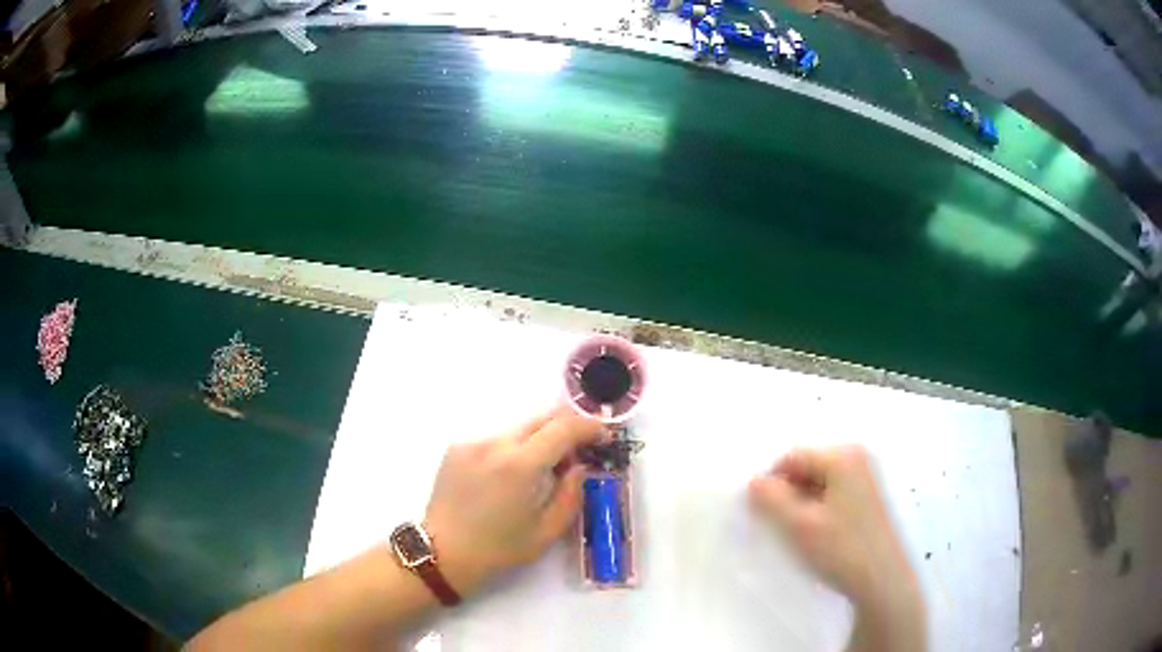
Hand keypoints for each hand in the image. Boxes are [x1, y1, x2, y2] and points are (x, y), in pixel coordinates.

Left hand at [423, 408, 605, 595]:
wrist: (443, 554)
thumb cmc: (499, 550)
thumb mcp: (547, 532)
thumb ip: (571, 494)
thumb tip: (578, 467)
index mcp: (521, 465)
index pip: (564, 428)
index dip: (589, 427)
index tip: (604, 437)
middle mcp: (495, 444)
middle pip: (541, 420)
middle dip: (566, 428)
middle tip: (579, 450)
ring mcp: (472, 443)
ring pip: (517, 430)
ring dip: (537, 442)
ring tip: (542, 471)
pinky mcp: (456, 449)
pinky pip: (495, 441)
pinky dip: (511, 451)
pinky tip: (507, 479)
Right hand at [749, 446, 924, 650]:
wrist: (882, 580)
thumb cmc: (842, 549)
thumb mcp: (799, 525)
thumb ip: (771, 499)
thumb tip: (753, 481)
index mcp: (843, 456)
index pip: (792, 458)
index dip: (773, 484)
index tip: (765, 515)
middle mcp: (857, 457)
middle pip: (806, 467)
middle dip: (789, 494)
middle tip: (784, 527)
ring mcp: (866, 476)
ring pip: (818, 482)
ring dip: (803, 504)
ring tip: (802, 534)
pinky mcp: (869, 495)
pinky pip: (833, 492)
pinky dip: (819, 509)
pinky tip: (820, 535)